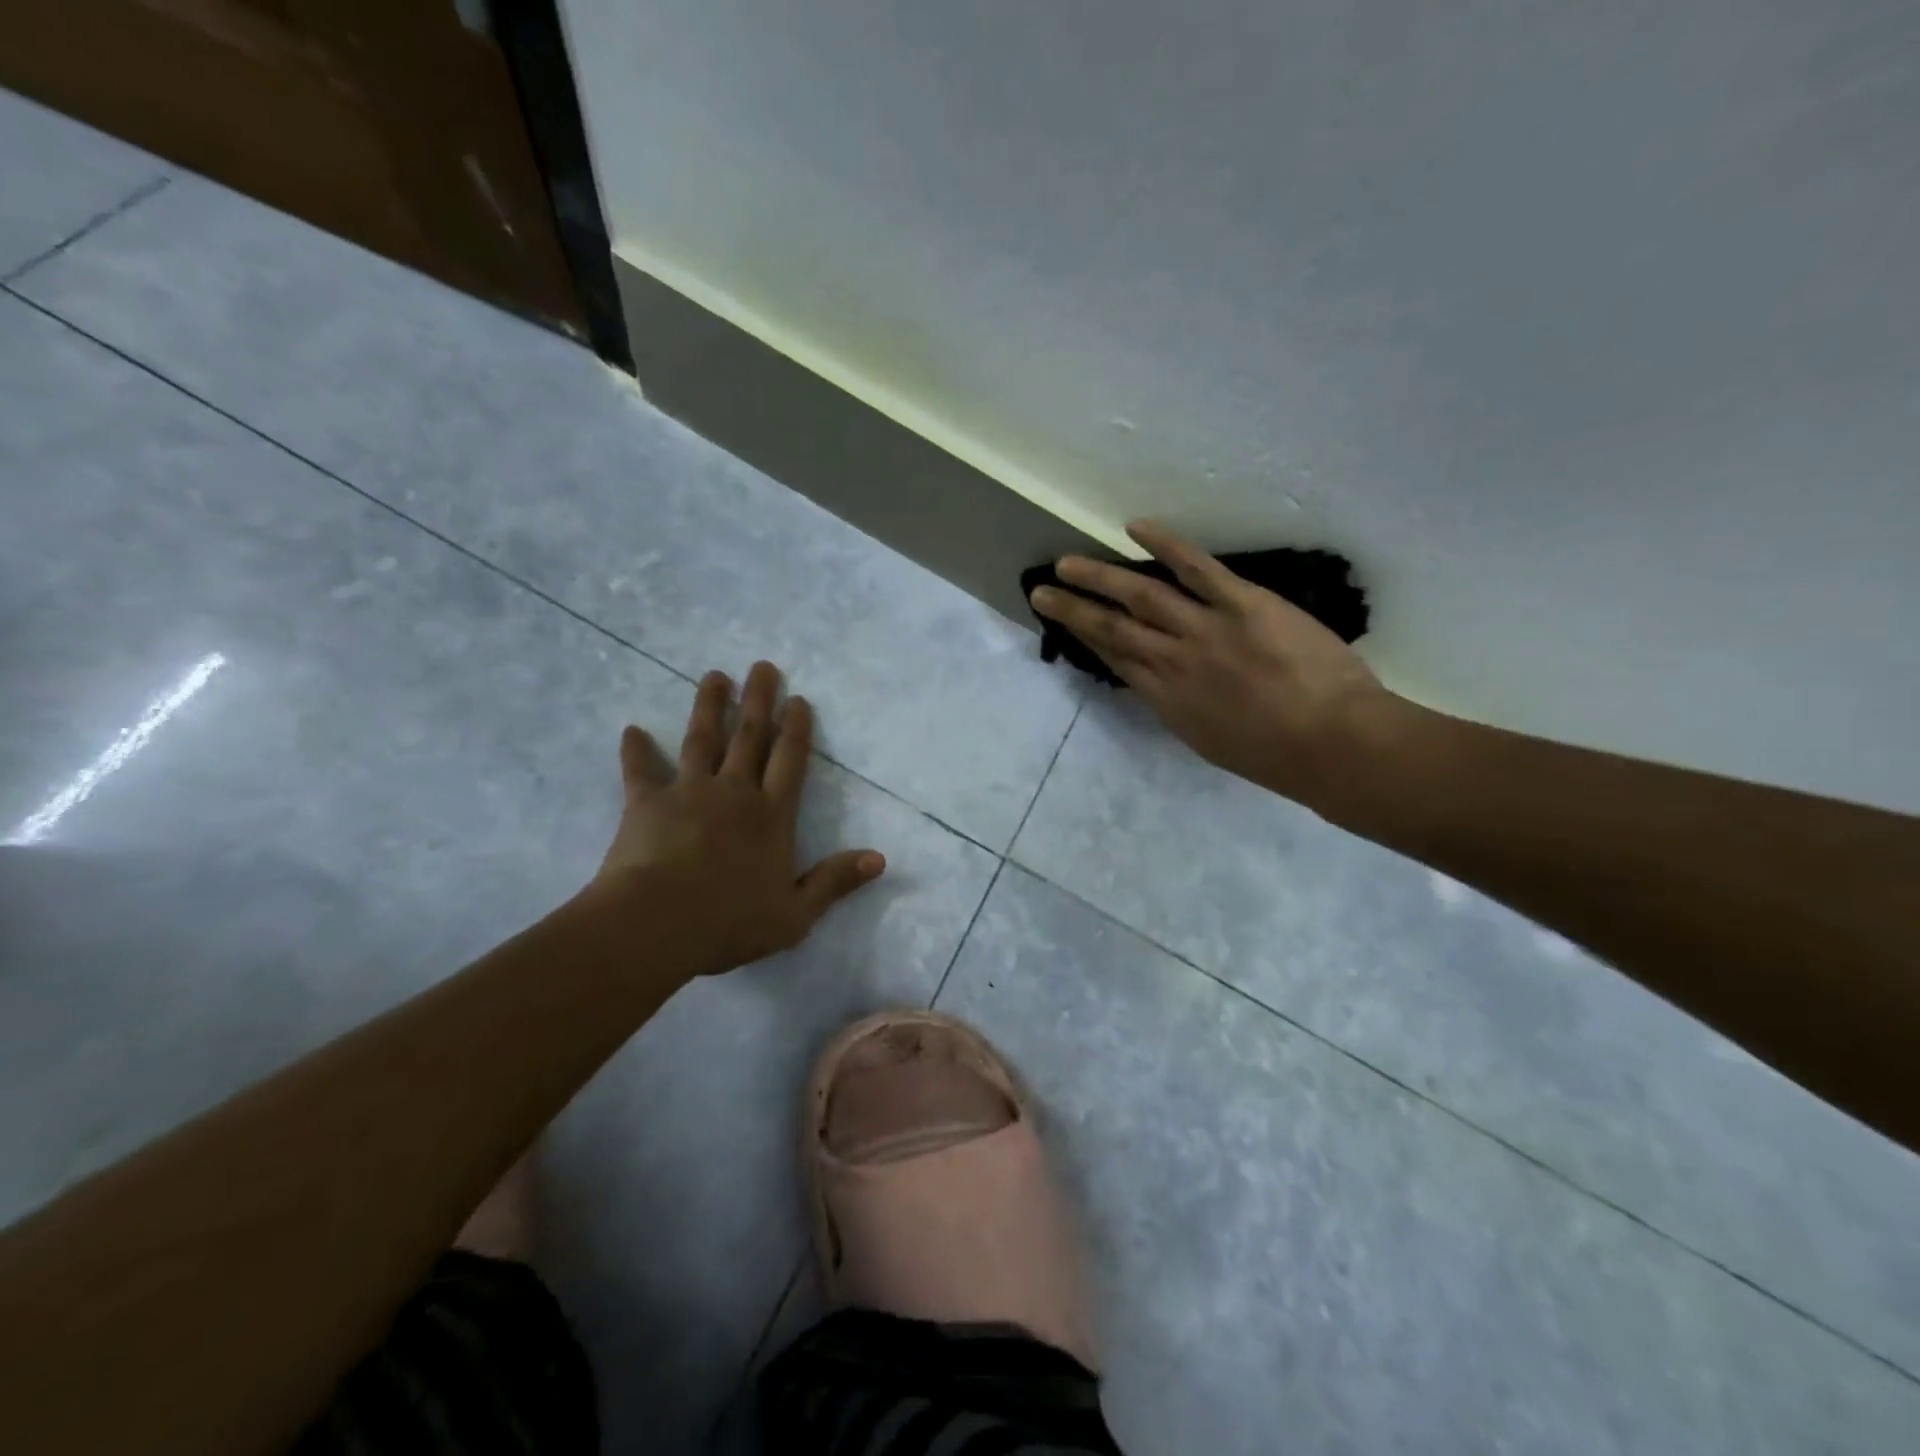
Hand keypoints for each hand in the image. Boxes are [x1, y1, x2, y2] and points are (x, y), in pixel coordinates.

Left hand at [596, 661, 885, 975]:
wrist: (656, 925)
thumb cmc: (730, 922)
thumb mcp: (796, 914)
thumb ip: (835, 882)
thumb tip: (879, 859)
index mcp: (772, 816)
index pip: (789, 762)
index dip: (796, 729)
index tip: (798, 699)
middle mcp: (734, 793)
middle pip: (749, 738)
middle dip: (758, 701)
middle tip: (762, 666)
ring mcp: (688, 793)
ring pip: (702, 740)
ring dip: (709, 706)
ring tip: (715, 676)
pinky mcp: (646, 804)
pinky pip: (640, 771)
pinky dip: (635, 751)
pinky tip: (631, 730)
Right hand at [1029, 521, 1396, 810]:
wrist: (1329, 743)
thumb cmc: (1275, 756)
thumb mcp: (1210, 742)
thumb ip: (1180, 708)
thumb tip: (1161, 686)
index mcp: (1166, 699)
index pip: (1117, 660)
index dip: (1087, 639)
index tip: (1066, 623)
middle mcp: (1172, 661)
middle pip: (1112, 629)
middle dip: (1073, 609)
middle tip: (1041, 590)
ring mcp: (1205, 629)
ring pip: (1141, 596)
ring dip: (1100, 577)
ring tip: (1067, 562)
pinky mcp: (1241, 604)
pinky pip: (1197, 569)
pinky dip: (1165, 546)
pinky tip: (1135, 528)